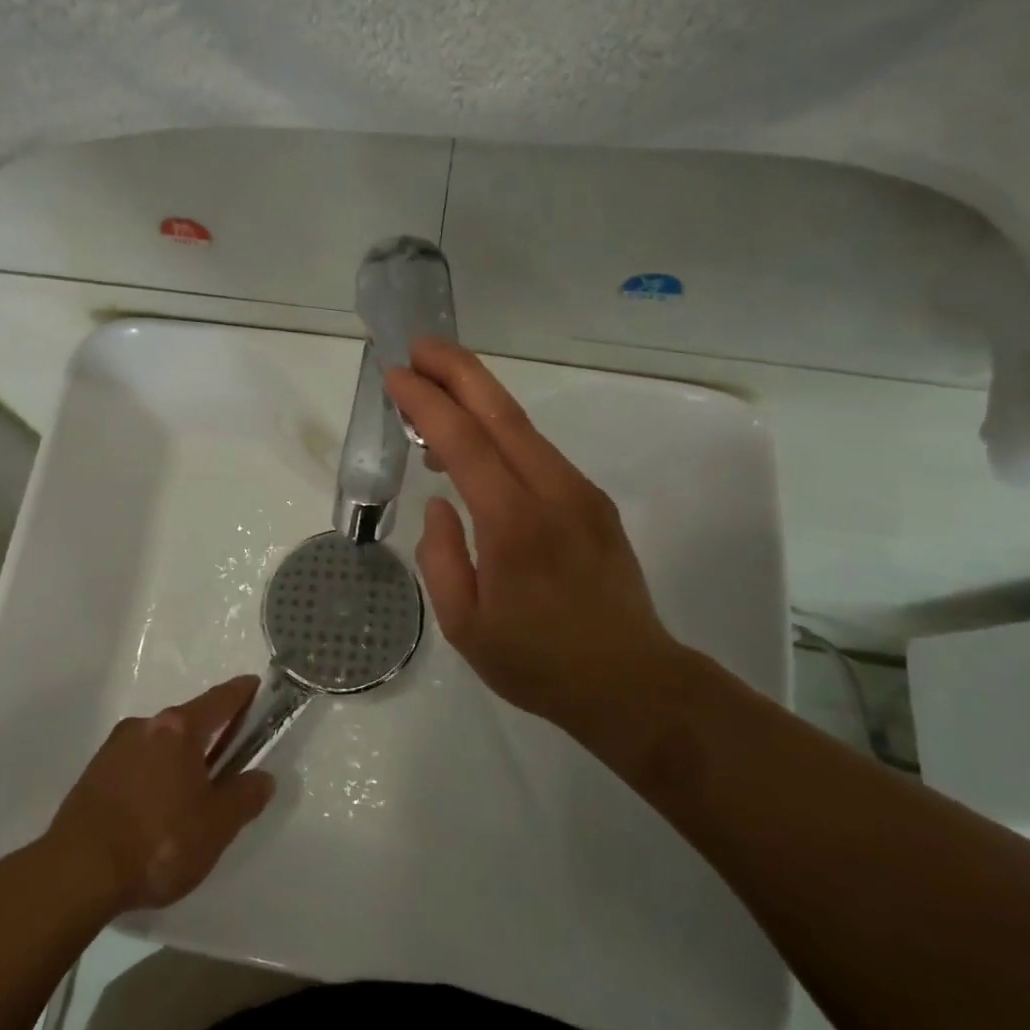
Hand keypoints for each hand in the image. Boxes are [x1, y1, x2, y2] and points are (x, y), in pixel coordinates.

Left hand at [47, 677, 274, 912]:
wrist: (76, 873)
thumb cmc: (157, 841)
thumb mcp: (216, 826)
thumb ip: (244, 797)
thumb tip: (263, 777)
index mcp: (179, 729)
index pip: (219, 701)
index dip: (240, 693)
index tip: (254, 684)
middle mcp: (145, 726)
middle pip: (187, 722)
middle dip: (208, 736)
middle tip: (226, 759)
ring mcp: (114, 748)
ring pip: (159, 744)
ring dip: (177, 759)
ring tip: (187, 796)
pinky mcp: (92, 774)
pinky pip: (135, 764)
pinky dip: (152, 776)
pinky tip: (153, 810)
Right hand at [384, 339, 688, 739]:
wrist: (633, 684)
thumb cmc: (538, 663)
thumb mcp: (465, 626)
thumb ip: (440, 558)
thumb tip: (440, 504)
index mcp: (513, 524)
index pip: (463, 441)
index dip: (426, 402)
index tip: (395, 375)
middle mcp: (552, 492)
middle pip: (501, 412)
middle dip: (458, 370)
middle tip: (420, 345)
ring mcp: (580, 492)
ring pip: (523, 426)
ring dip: (479, 396)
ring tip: (438, 385)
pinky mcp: (594, 501)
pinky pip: (539, 452)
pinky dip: (502, 430)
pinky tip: (479, 440)